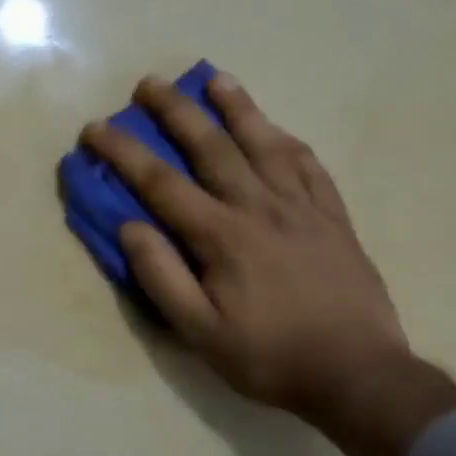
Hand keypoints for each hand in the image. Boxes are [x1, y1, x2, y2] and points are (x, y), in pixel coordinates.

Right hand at [81, 73, 455, 455]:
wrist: (360, 376)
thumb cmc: (270, 356)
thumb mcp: (200, 331)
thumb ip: (161, 276)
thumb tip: (130, 226)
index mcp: (222, 236)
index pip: (160, 182)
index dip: (124, 152)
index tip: (95, 128)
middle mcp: (260, 208)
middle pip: (212, 146)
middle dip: (176, 111)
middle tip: (150, 84)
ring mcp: (302, 208)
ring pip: (265, 144)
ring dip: (237, 108)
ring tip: (216, 79)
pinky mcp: (333, 217)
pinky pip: (308, 166)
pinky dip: (286, 140)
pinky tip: (275, 129)